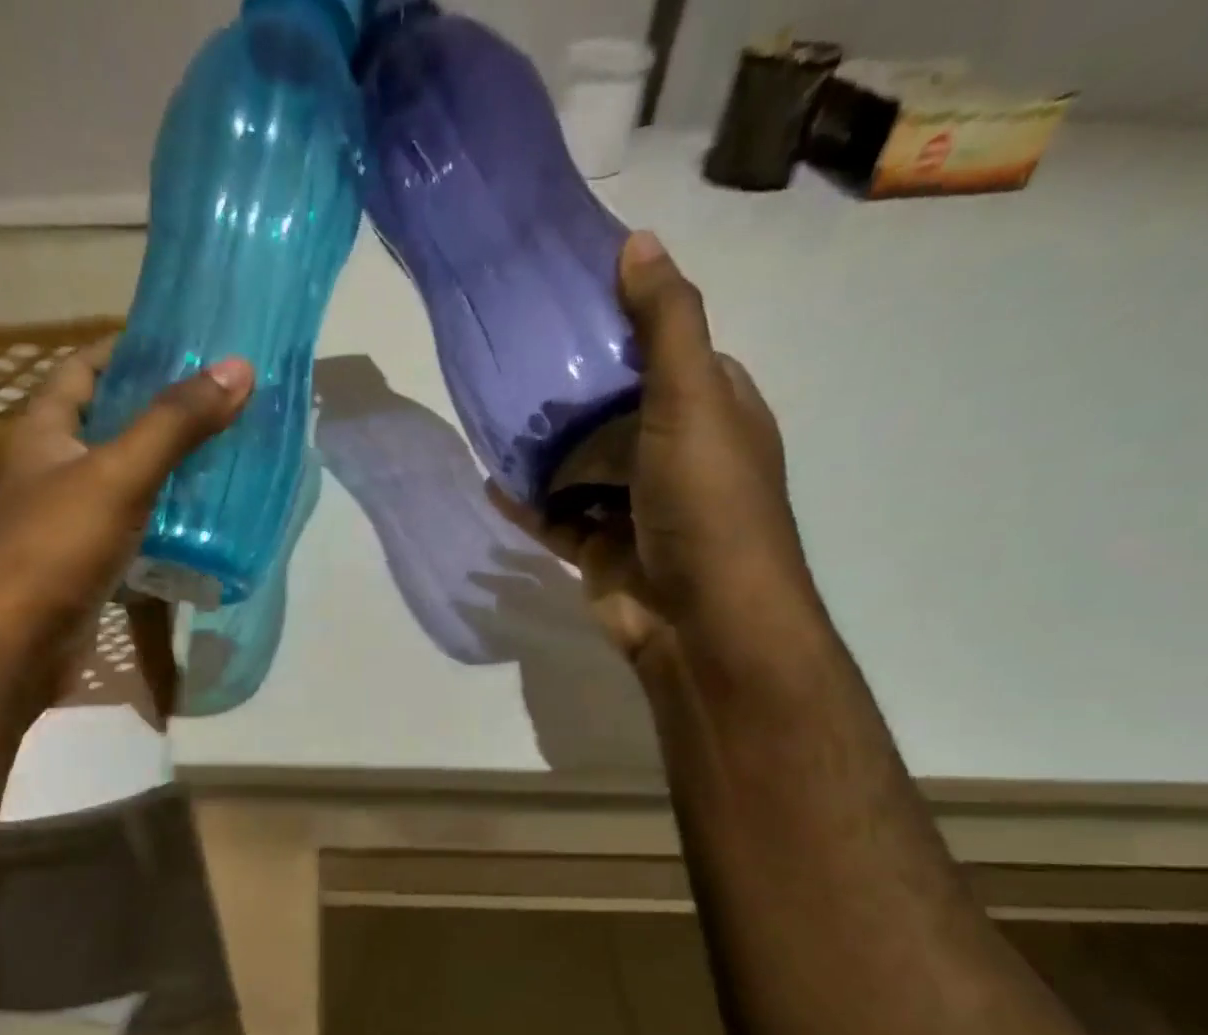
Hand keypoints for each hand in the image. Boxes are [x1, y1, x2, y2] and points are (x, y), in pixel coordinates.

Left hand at [0, 336, 254, 654]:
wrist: (12, 647)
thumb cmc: (55, 548)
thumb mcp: (119, 475)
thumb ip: (175, 424)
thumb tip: (237, 368)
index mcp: (40, 432)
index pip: (83, 368)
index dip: (128, 350)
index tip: (184, 346)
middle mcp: (45, 471)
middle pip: (105, 426)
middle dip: (158, 415)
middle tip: (219, 408)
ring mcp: (61, 523)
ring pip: (119, 484)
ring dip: (163, 474)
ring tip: (221, 463)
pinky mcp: (80, 568)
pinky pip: (126, 533)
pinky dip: (158, 526)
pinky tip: (198, 529)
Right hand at [493, 232, 818, 670]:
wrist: (700, 620)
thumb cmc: (706, 502)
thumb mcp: (693, 397)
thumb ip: (665, 325)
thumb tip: (636, 241)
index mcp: (715, 411)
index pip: (672, 355)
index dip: (630, 329)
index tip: (574, 306)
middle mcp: (676, 457)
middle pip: (618, 414)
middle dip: (575, 396)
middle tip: (518, 364)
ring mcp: (635, 509)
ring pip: (583, 470)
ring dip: (546, 452)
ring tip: (496, 419)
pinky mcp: (600, 552)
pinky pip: (556, 520)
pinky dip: (527, 504)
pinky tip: (492, 482)